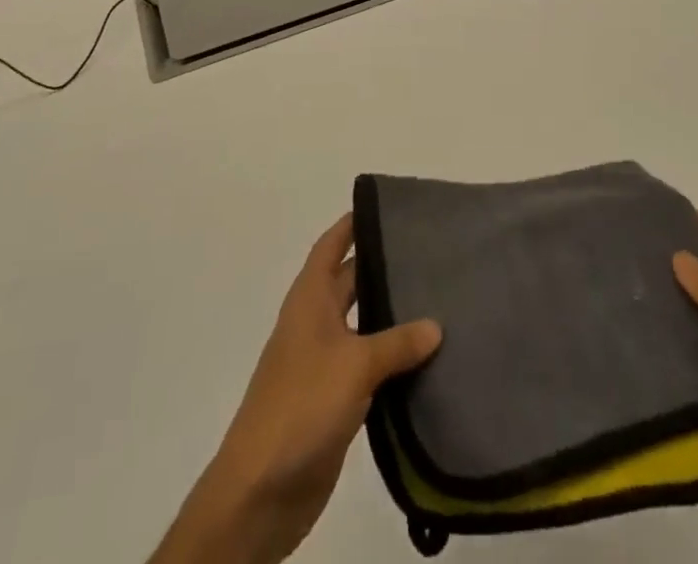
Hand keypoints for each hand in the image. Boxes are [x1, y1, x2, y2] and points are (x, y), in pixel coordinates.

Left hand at [148, 216, 441, 563]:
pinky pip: (367, 365)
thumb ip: (397, 343)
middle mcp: (315, 323)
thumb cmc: (302, 406)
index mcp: (309, 300)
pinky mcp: (333, 400)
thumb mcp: (354, 365)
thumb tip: (436, 325)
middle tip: (428, 253)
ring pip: (362, 325)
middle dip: (382, 267)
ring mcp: (323, 362)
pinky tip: (423, 358)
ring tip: (436, 299)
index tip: (386, 207)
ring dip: (390, 315)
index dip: (353, 224)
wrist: (261, 490)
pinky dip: (391, 358)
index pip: (331, 246)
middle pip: (350, 282)